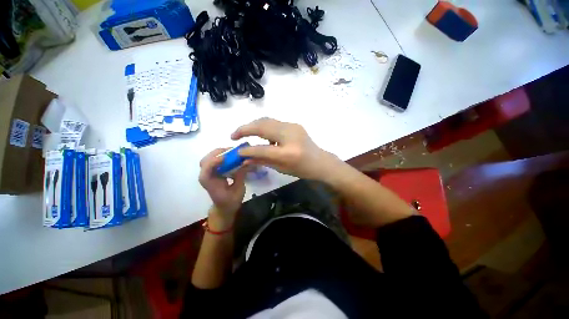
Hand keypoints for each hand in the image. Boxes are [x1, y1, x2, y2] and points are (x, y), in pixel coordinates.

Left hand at [199, 148, 247, 226]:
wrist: (224, 208)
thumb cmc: (230, 202)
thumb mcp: (239, 190)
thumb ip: (241, 175)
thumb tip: (246, 162)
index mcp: (210, 184)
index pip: (206, 171)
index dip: (213, 162)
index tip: (225, 157)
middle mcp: (207, 177)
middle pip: (205, 161)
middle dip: (217, 153)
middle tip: (232, 150)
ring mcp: (209, 174)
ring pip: (209, 159)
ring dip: (219, 153)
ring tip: (233, 152)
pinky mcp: (214, 172)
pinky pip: (214, 161)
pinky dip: (222, 156)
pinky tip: (231, 156)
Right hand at [231, 117, 342, 181]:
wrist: (320, 161)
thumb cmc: (302, 169)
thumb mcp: (281, 168)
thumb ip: (262, 161)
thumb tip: (243, 158)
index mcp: (288, 153)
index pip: (262, 149)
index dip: (247, 150)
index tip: (236, 151)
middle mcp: (290, 135)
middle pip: (262, 126)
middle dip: (244, 129)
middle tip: (233, 136)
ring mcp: (293, 127)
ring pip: (266, 120)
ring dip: (253, 125)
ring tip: (244, 134)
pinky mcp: (293, 124)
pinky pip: (274, 122)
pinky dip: (264, 127)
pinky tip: (262, 135)